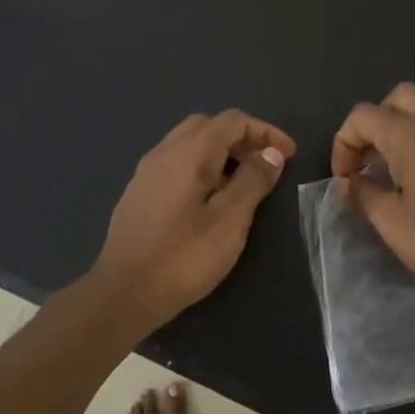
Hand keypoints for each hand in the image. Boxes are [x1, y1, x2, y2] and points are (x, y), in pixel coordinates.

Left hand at [93, 110, 294, 324]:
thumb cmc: (184, 256)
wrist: (125, 292)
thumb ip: (253, 180)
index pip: (232, 120)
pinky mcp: (138, 194)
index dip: (265, 131)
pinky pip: (174, 165)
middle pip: (207, 126)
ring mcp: (146, 173)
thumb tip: (271, 153)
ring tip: (242, 183)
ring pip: (188, 145)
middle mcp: (163, 152)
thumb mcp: (230, 220)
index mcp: (188, 152)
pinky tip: (209, 199)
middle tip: (264, 165)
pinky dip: (200, 168)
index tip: (289, 155)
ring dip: (219, 153)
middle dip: (241, 138)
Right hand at [332, 83, 414, 306]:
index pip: (362, 116)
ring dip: (411, 118)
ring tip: (401, 153)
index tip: (346, 178)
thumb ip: (362, 193)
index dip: (344, 143)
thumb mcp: (389, 222)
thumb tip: (350, 181)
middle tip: (370, 159)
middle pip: (399, 96)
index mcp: (408, 136)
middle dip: (377, 121)